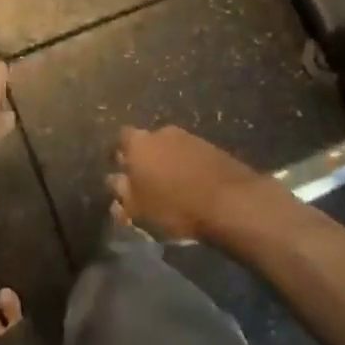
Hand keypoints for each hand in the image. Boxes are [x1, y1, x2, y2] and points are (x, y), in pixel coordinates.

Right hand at [107, 126, 272, 243]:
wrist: (230, 201)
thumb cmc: (175, 207)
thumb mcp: (139, 210)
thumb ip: (122, 194)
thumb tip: (114, 182)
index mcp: (138, 144)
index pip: (120, 139)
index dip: (119, 154)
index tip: (120, 171)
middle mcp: (161, 133)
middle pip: (146, 142)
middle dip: (144, 159)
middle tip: (145, 182)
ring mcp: (189, 137)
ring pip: (169, 148)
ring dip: (167, 163)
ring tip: (169, 187)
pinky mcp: (211, 147)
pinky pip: (189, 155)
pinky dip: (186, 167)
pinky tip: (190, 186)